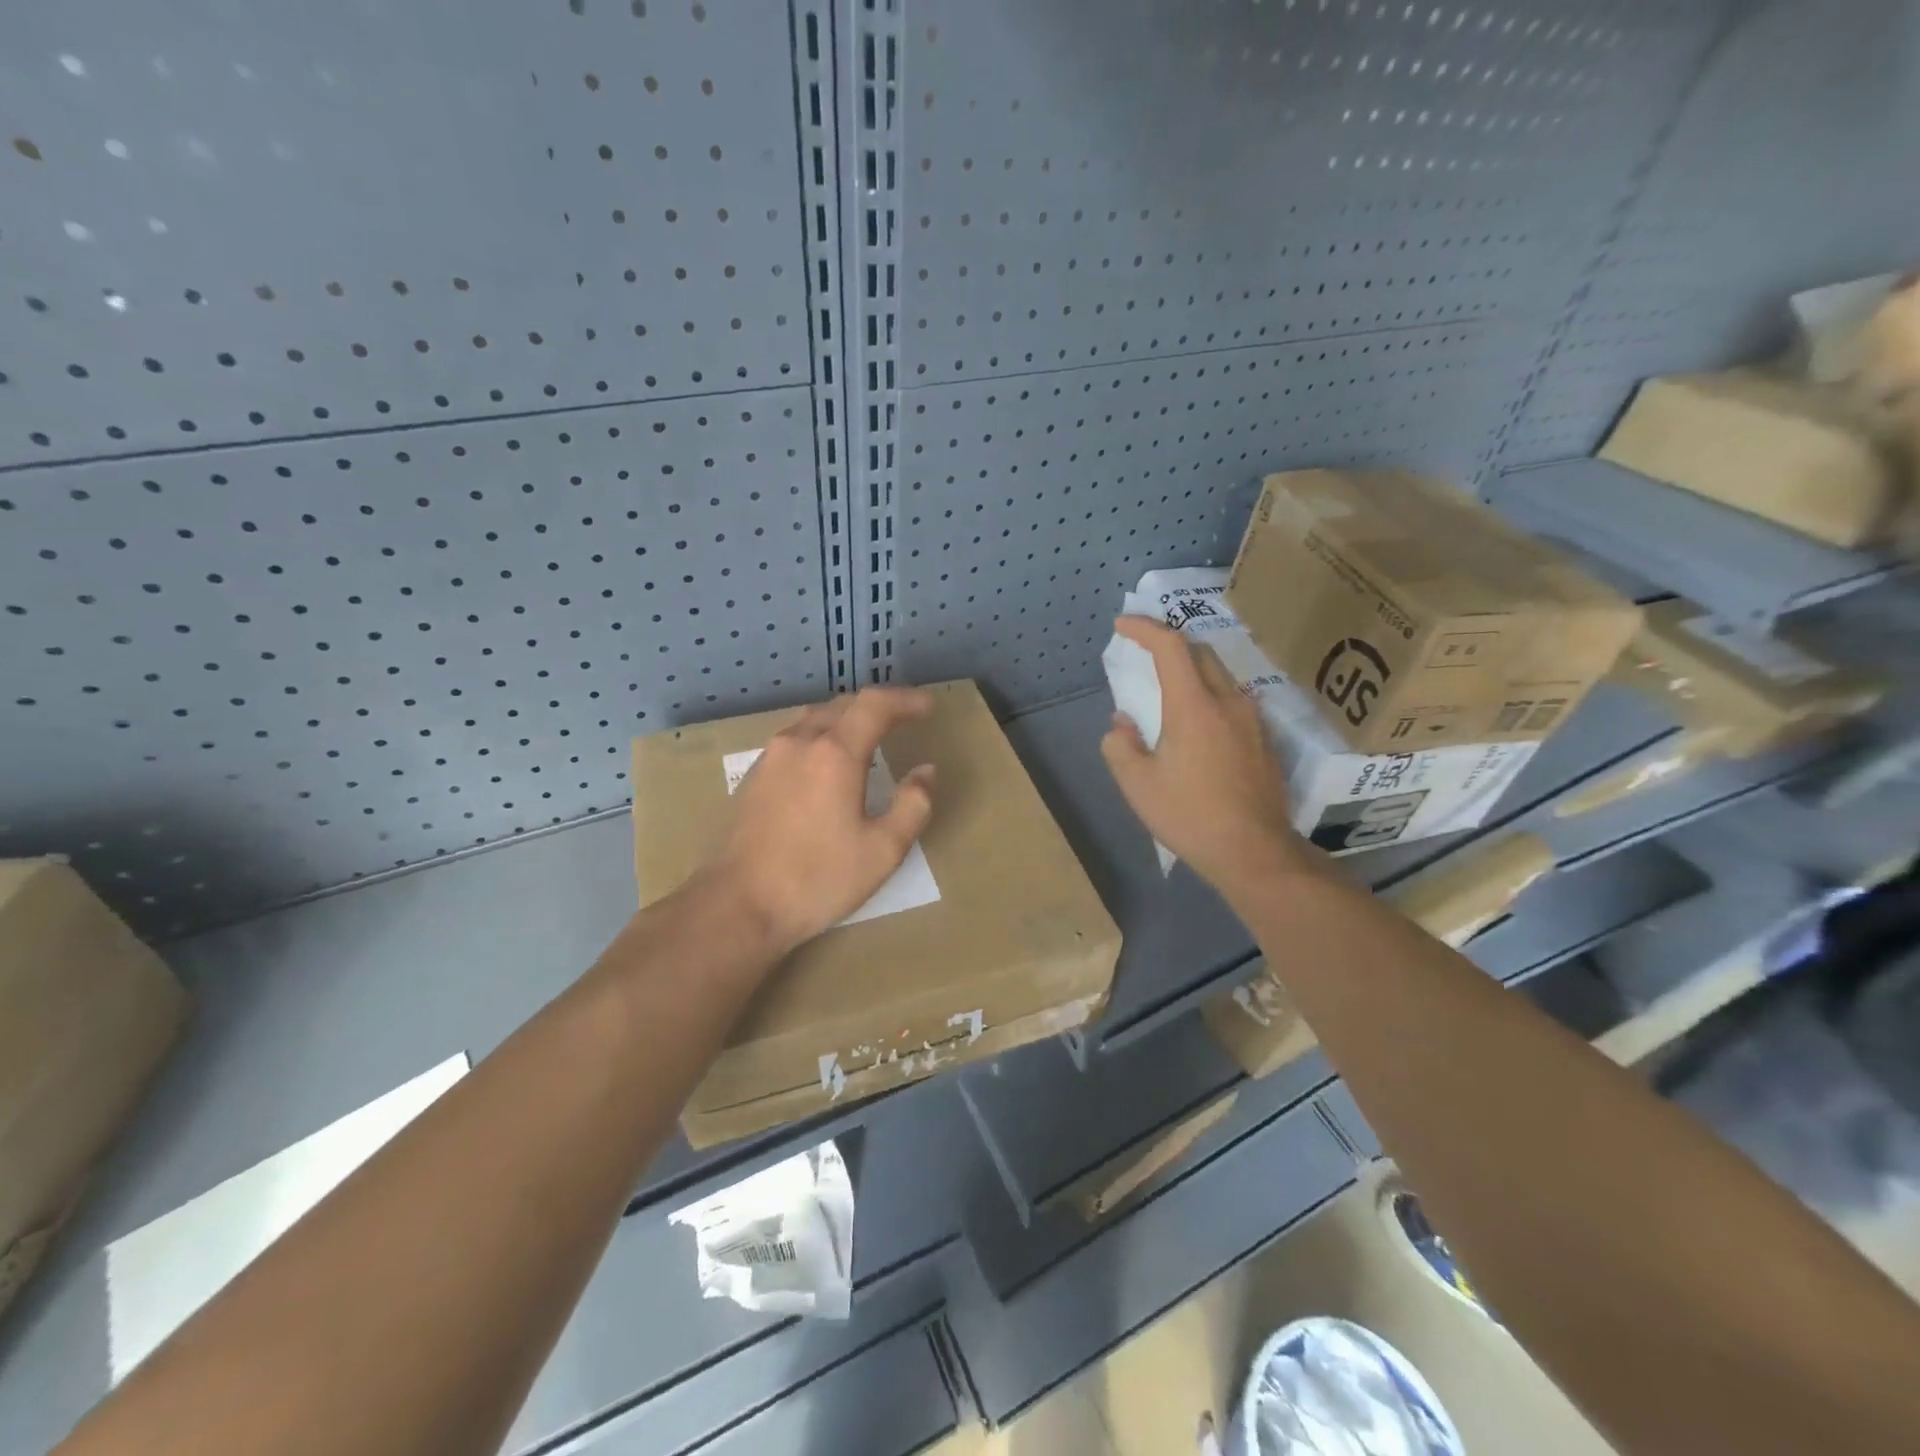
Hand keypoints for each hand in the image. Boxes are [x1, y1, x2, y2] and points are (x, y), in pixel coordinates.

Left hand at [706, 687, 936, 951]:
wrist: (739, 905)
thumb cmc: (817, 879)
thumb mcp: (883, 851)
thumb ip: (912, 805)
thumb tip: (925, 772)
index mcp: (835, 753)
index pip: (875, 705)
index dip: (905, 700)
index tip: (928, 706)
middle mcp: (800, 742)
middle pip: (843, 705)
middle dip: (878, 706)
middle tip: (905, 718)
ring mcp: (771, 757)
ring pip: (815, 718)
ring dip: (847, 718)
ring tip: (869, 735)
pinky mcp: (754, 776)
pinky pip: (795, 738)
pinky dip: (822, 736)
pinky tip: (828, 762)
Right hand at [1101, 617, 1312, 897]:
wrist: (1254, 852)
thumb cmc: (1189, 815)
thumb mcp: (1138, 784)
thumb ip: (1121, 745)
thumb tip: (1123, 724)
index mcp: (1194, 706)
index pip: (1170, 646)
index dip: (1145, 628)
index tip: (1123, 625)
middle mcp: (1228, 701)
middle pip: (1200, 652)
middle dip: (1170, 643)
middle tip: (1144, 651)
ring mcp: (1253, 720)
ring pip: (1221, 676)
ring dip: (1192, 670)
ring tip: (1170, 688)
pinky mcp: (1265, 741)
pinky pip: (1234, 701)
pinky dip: (1210, 695)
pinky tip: (1199, 723)